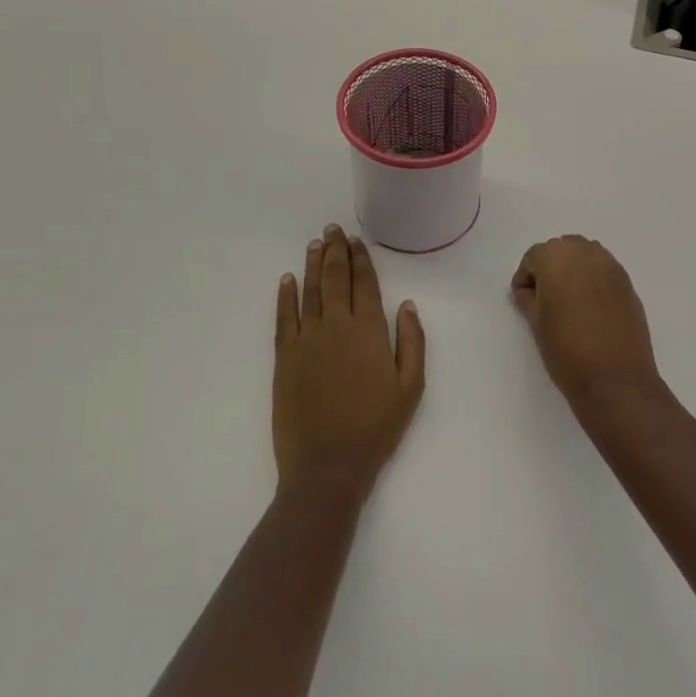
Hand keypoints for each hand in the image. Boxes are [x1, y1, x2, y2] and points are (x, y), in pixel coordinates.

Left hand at [274, 225, 425, 494]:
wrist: (327, 466)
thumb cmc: (376, 427)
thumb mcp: (411, 387)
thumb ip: (412, 341)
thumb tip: (406, 304)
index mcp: (370, 331)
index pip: (365, 284)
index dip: (361, 259)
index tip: (356, 240)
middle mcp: (337, 326)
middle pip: (336, 279)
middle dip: (335, 251)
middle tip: (333, 229)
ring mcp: (307, 340)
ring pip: (310, 292)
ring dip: (313, 265)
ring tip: (315, 244)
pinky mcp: (284, 358)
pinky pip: (283, 318)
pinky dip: (285, 296)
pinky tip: (287, 279)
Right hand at [511, 236, 664, 413]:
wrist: (615, 380)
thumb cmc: (566, 350)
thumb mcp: (536, 323)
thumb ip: (528, 298)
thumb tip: (529, 291)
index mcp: (556, 257)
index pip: (533, 257)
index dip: (525, 279)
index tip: (524, 301)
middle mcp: (585, 252)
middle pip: (560, 250)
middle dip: (550, 269)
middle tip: (545, 300)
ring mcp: (611, 266)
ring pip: (584, 257)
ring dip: (573, 271)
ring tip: (569, 303)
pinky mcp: (628, 282)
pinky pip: (603, 271)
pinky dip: (593, 281)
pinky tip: (591, 309)